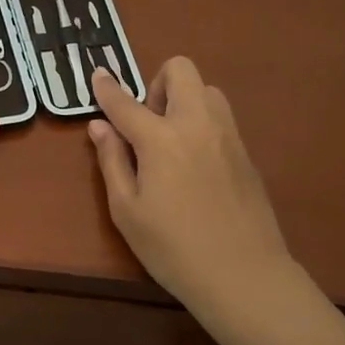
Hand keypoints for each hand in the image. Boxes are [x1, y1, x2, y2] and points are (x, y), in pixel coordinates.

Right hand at [86, 59, 293, 311]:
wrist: (243, 274)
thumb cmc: (173, 249)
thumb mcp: (127, 211)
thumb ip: (112, 161)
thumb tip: (100, 126)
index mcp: (161, 139)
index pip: (126, 102)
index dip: (107, 88)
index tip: (98, 75)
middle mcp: (197, 124)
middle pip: (180, 70)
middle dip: (156, 83)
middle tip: (146, 124)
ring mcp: (228, 135)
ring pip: (207, 89)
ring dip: (184, 100)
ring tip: (171, 142)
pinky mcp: (246, 152)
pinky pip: (221, 117)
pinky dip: (201, 122)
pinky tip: (194, 164)